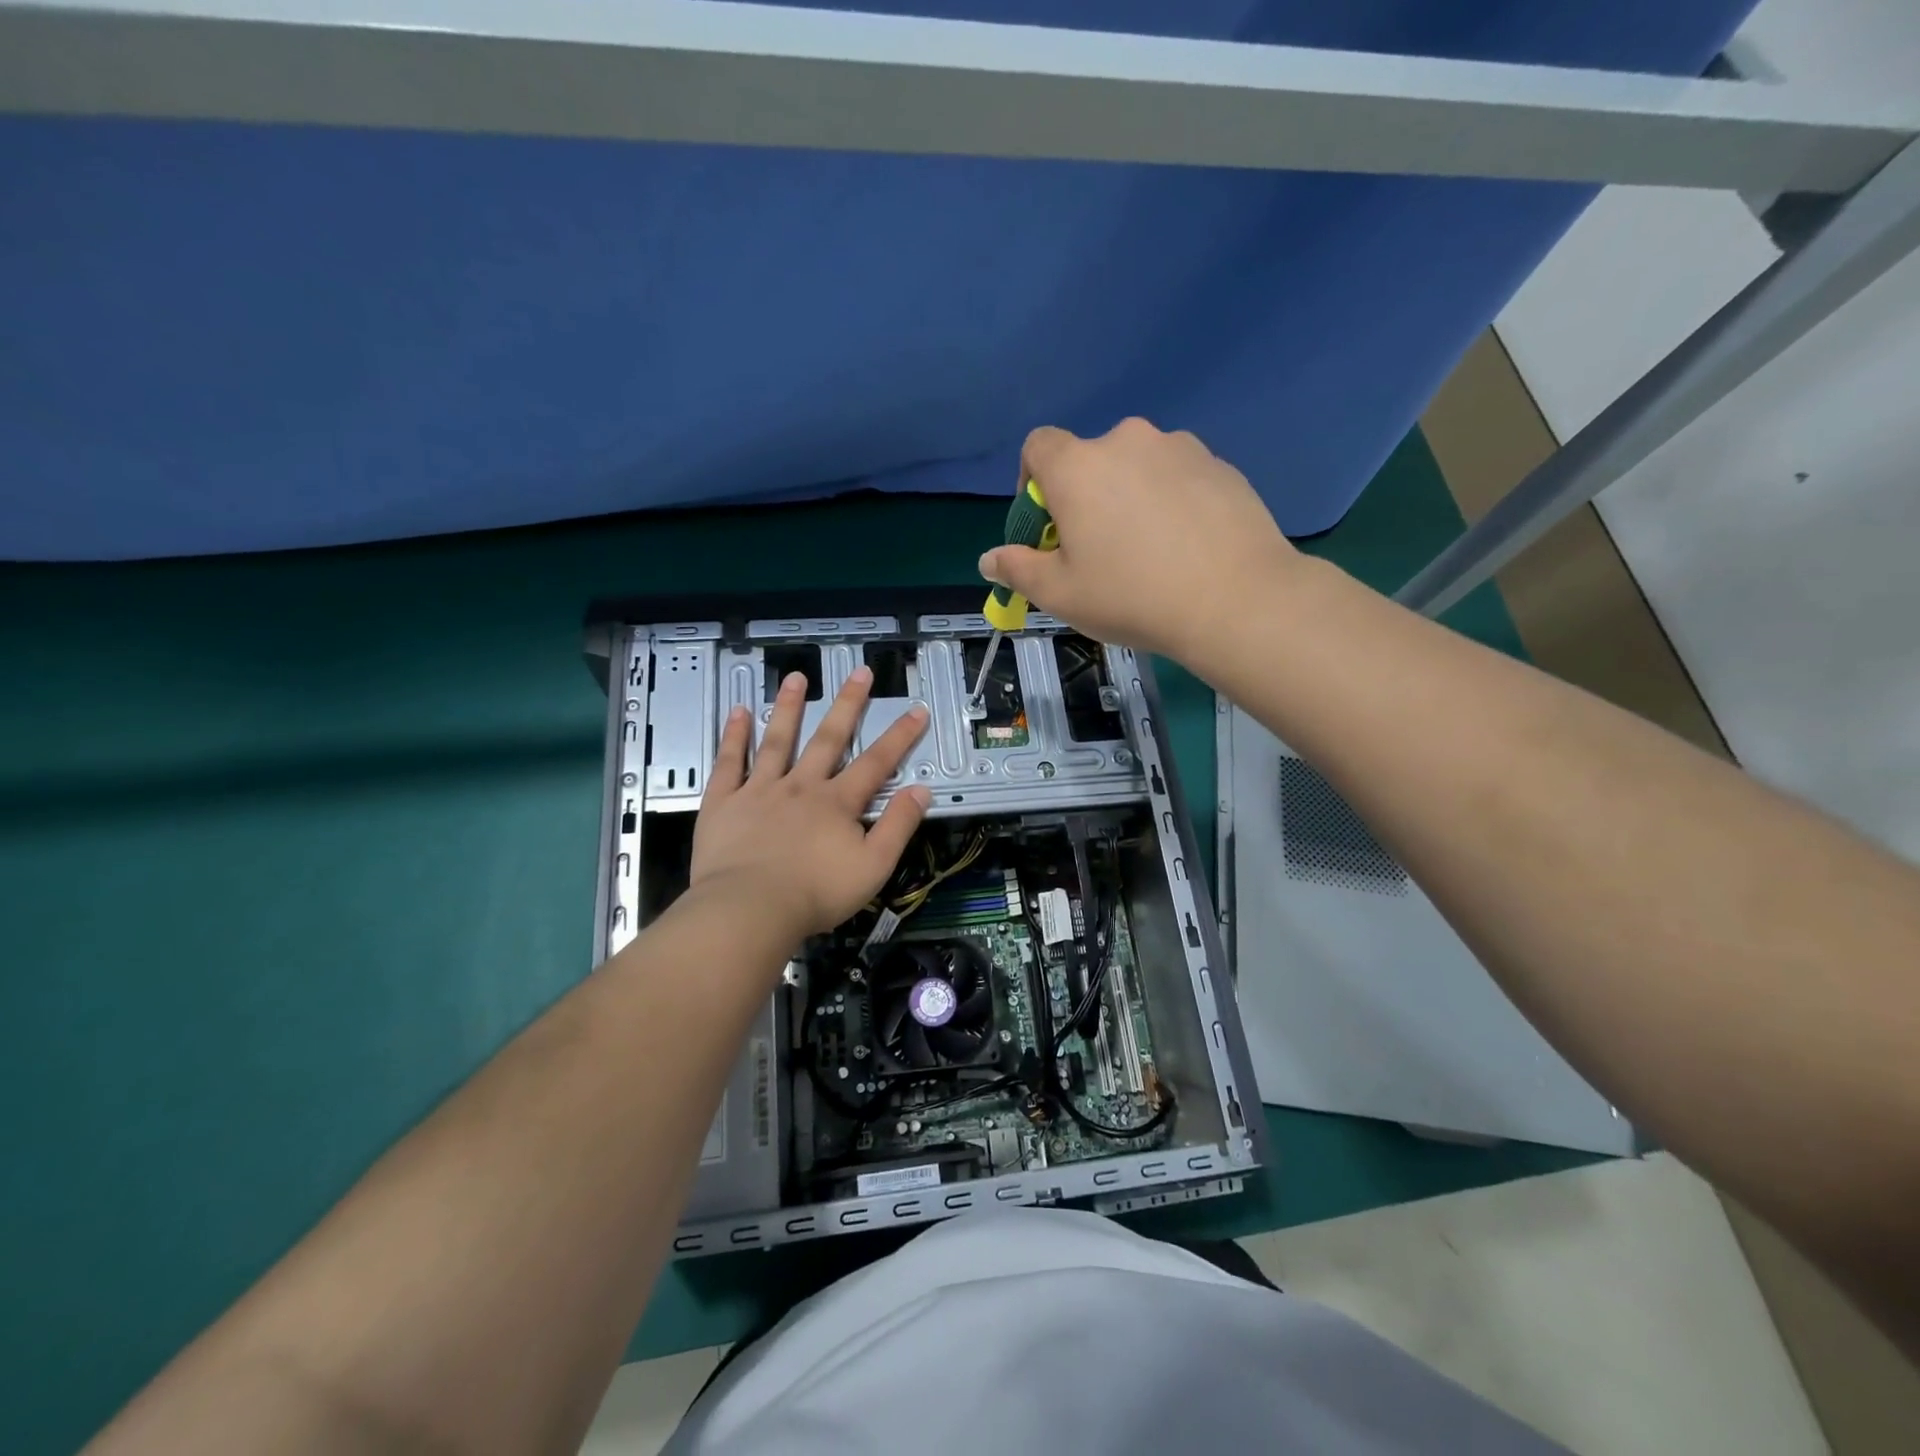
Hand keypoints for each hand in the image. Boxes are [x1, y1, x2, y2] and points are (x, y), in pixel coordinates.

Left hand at [690, 666, 930, 941]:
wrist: (750, 910)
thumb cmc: (816, 893)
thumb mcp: (874, 866)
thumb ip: (898, 826)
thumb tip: (921, 791)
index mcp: (838, 802)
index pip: (876, 762)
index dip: (899, 736)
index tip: (915, 709)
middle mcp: (801, 786)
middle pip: (829, 739)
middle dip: (847, 705)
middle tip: (859, 672)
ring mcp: (760, 790)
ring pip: (778, 740)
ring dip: (789, 708)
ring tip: (796, 677)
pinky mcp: (724, 803)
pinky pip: (729, 763)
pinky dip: (734, 736)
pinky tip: (739, 712)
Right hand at [978, 418, 1301, 661]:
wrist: (1235, 599)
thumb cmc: (1131, 596)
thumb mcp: (1059, 594)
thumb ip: (1017, 569)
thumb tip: (989, 559)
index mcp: (1078, 466)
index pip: (1037, 447)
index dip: (1031, 483)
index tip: (1046, 527)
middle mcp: (1127, 440)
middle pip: (1089, 460)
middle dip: (1084, 497)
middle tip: (1097, 550)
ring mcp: (1180, 448)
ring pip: (1137, 468)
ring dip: (1129, 497)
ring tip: (1148, 551)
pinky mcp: (1221, 465)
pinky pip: (1178, 477)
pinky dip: (1171, 502)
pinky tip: (1185, 547)